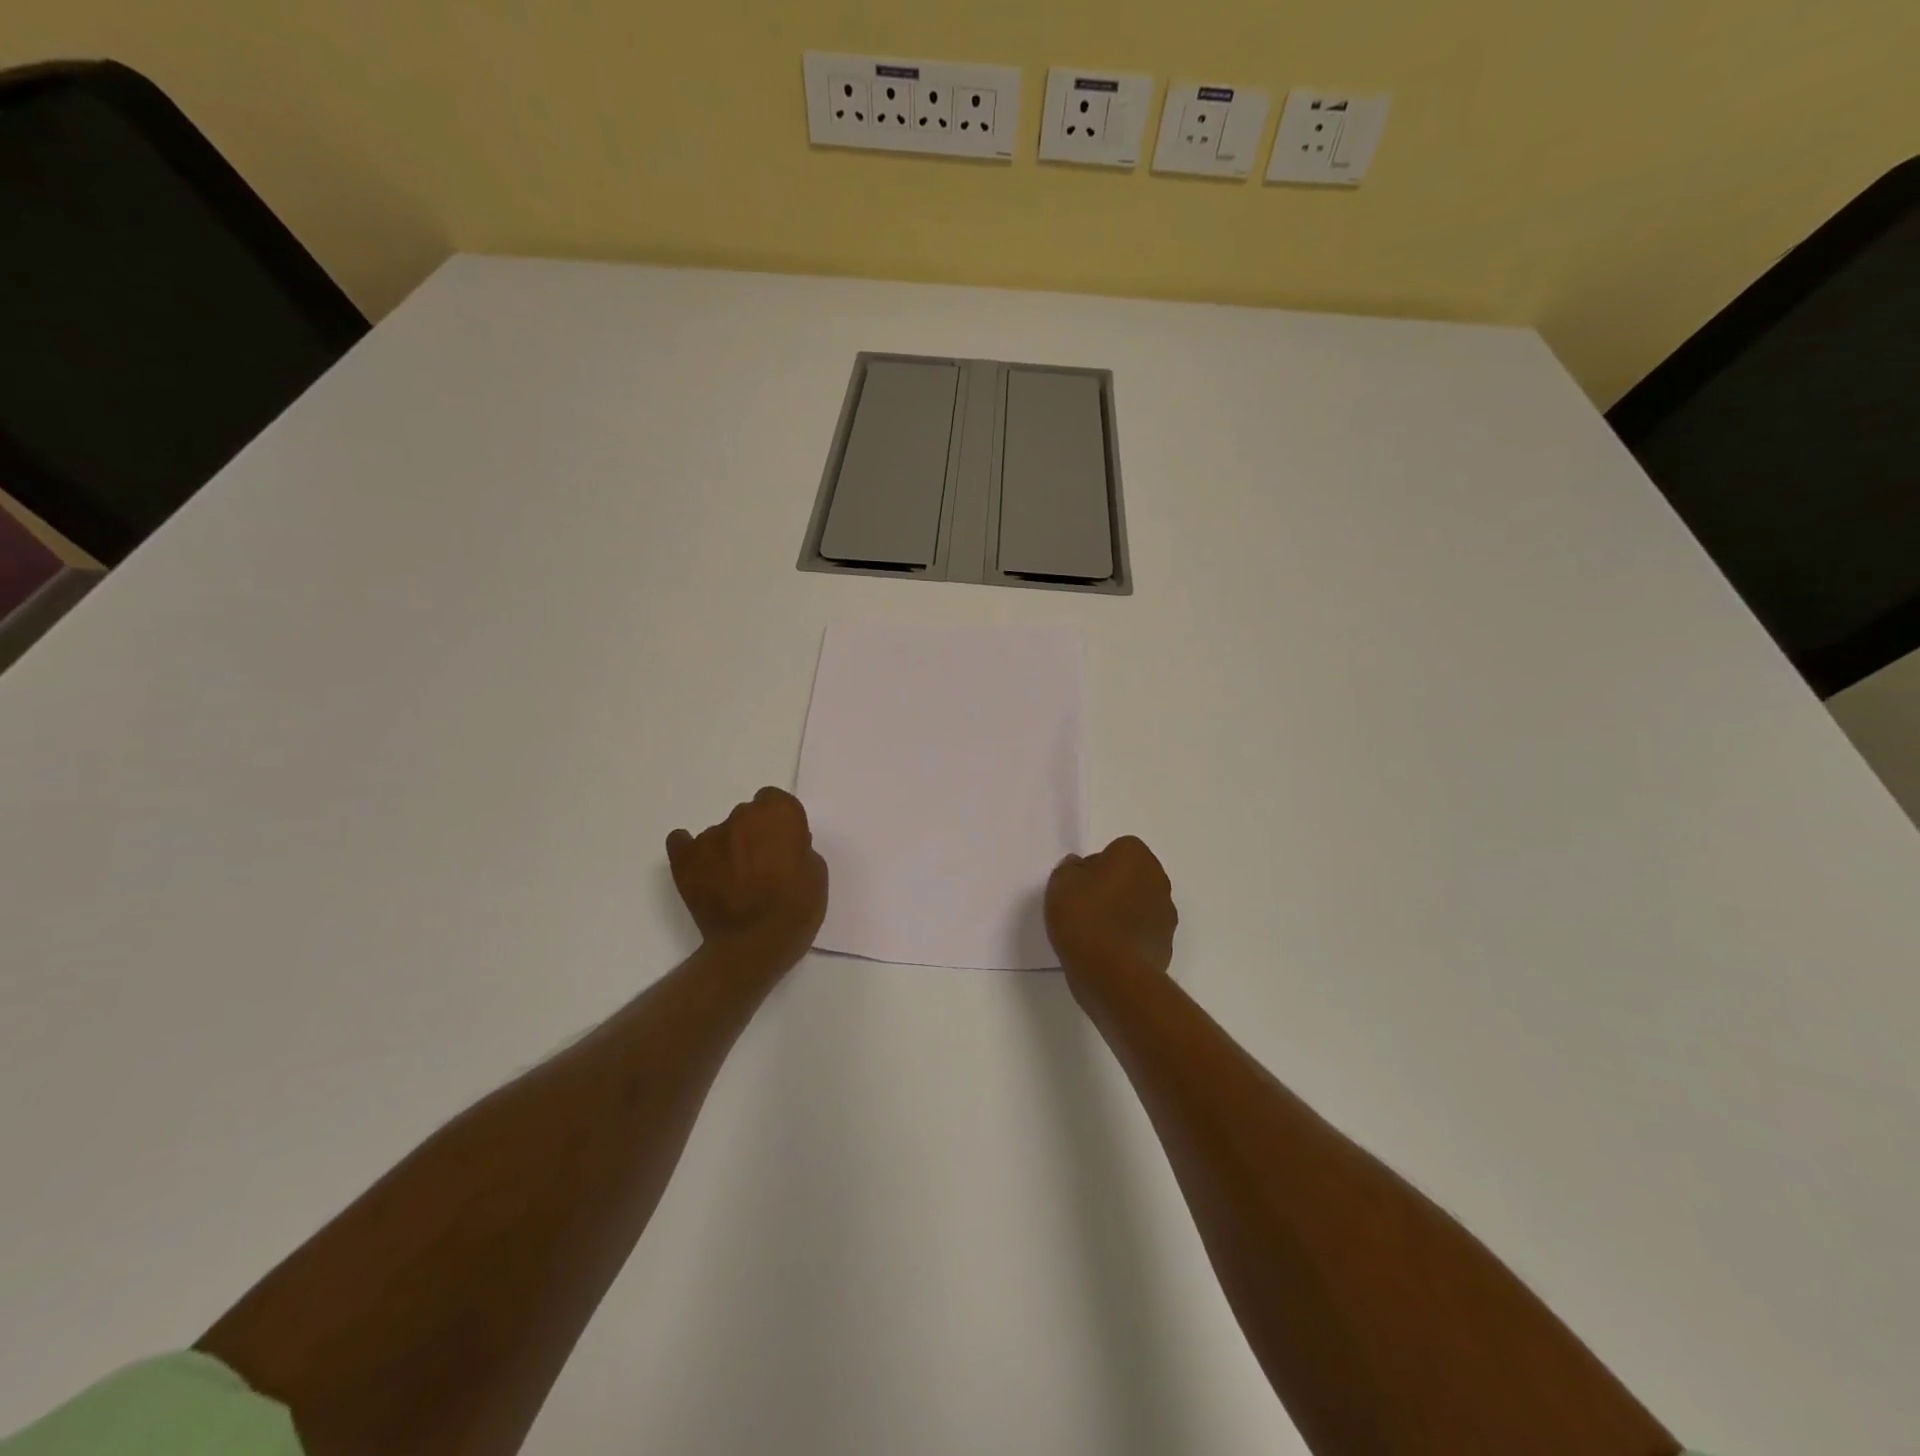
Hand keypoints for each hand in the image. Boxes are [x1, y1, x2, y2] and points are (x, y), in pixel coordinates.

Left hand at [667, 788, 828, 971]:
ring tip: (735, 881)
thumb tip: (782, 847)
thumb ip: (798, 848)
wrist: (753, 945)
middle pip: (748, 815)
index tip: (785, 844)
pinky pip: (683, 842)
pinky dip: (692, 852)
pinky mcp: (684, 860)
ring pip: (721, 833)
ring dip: (729, 848)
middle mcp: (741, 816)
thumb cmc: (795, 908)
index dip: (780, 822)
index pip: (776, 800)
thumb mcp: (816, 872)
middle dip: (755, 834)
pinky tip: (701, 867)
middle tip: (763, 866)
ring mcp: (709, 837)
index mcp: (777, 814)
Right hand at [1045, 836, 1177, 993]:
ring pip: (1140, 905)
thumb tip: (1082, 868)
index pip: (1118, 849)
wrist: (1110, 973)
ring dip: (1124, 912)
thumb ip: (1071, 868)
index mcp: (1136, 856)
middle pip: (1133, 876)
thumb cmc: (1084, 916)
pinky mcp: (1165, 946)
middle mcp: (1158, 879)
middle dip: (1114, 886)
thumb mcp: (1061, 882)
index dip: (1097, 864)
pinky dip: (1130, 938)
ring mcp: (1166, 915)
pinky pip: (1143, 933)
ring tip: (1095, 932)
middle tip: (1086, 905)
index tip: (1081, 883)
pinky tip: (1108, 952)